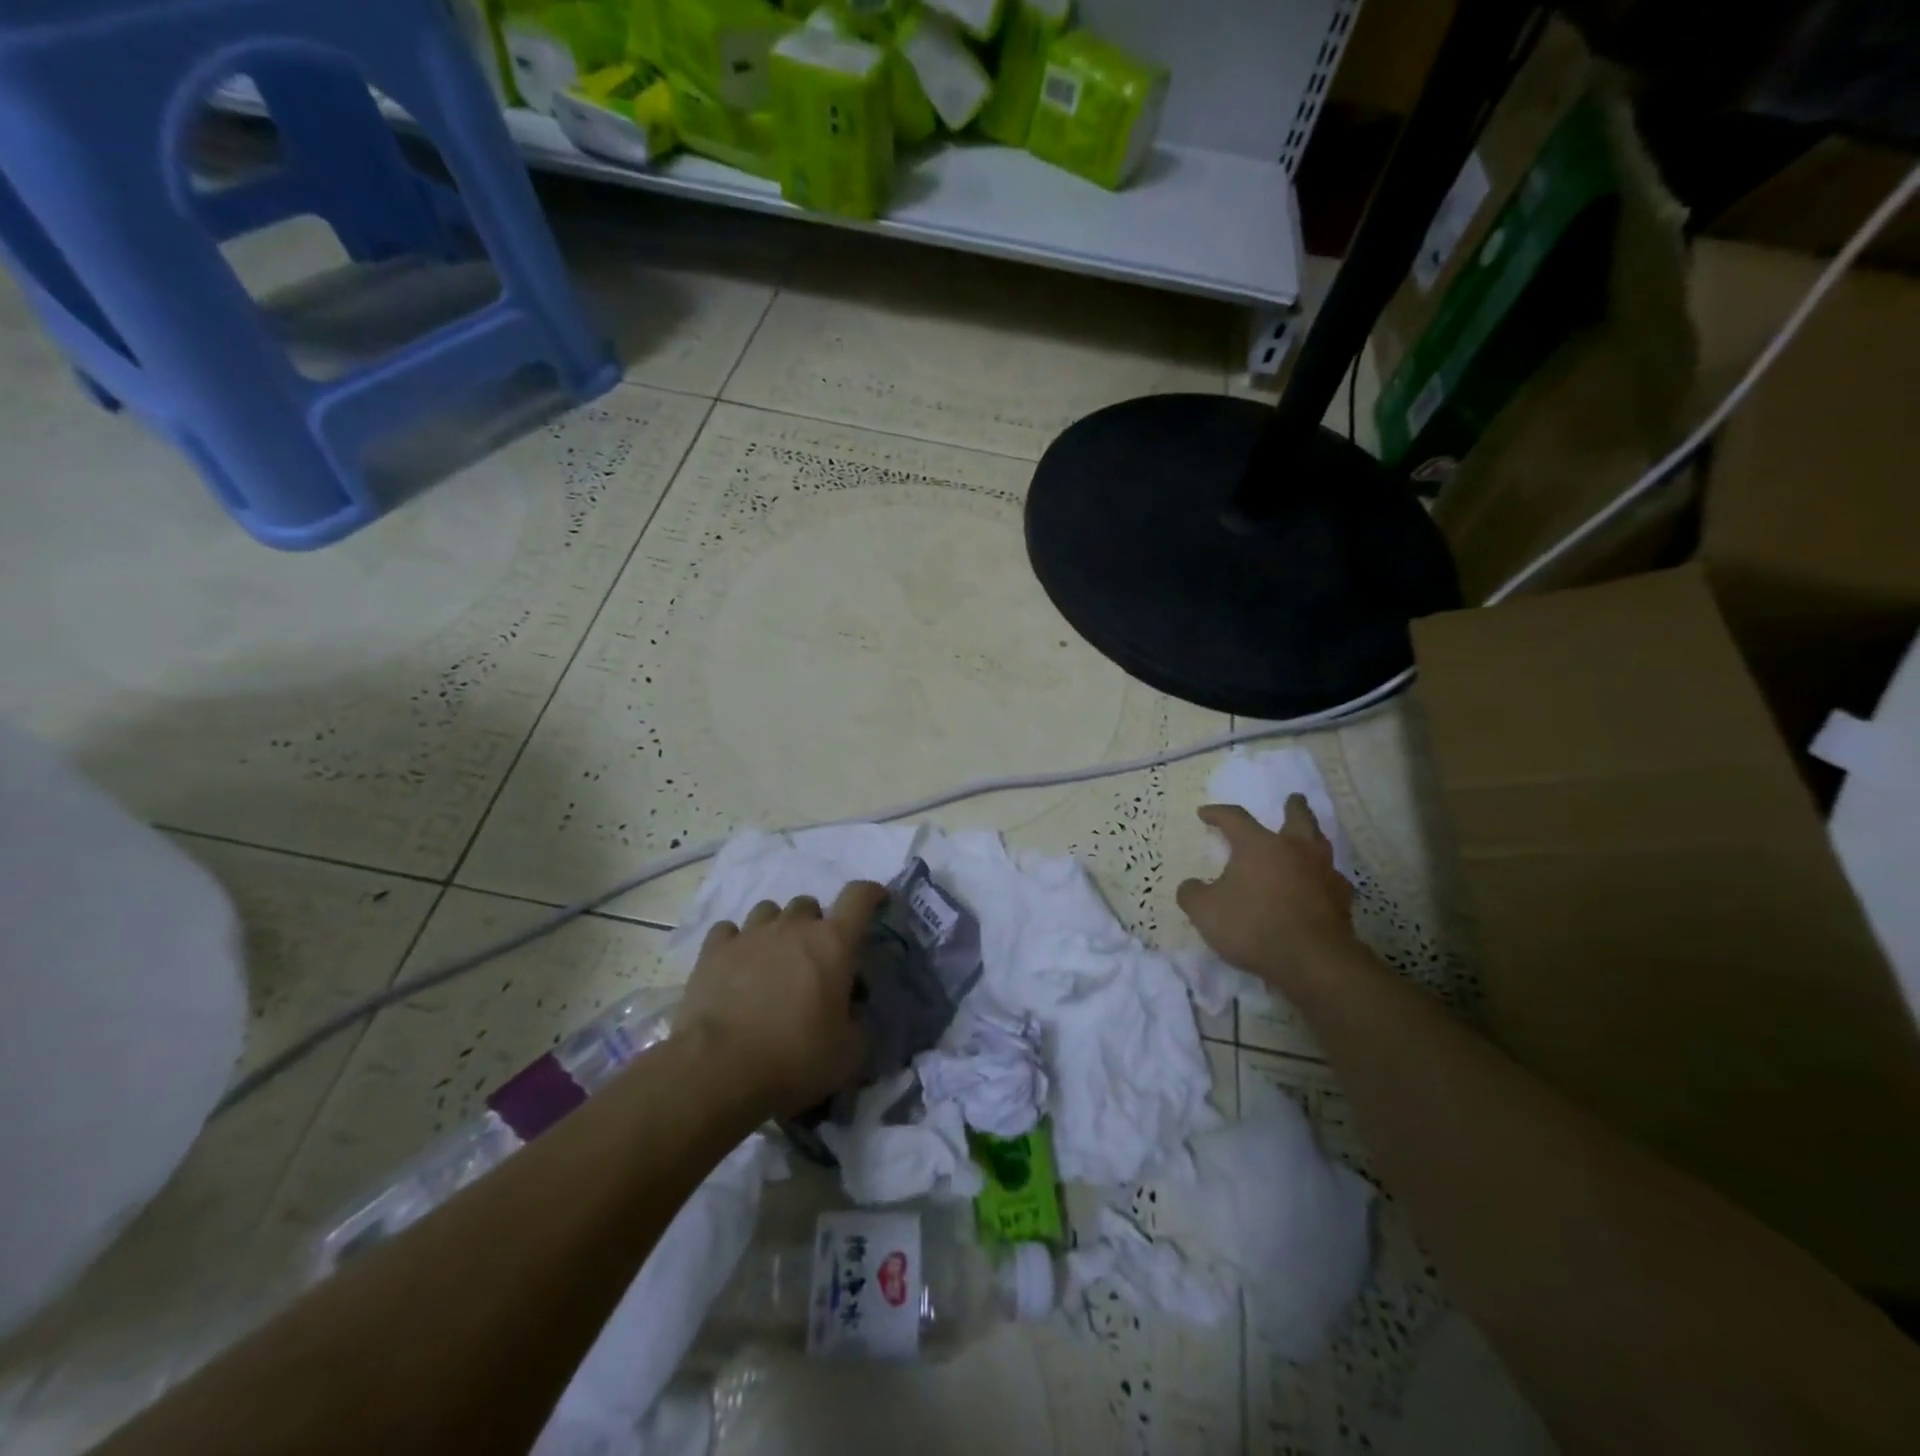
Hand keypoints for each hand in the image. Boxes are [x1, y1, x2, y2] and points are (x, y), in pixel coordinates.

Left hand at [678, 881, 884, 1118]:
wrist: (719, 1070)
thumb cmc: (795, 1058)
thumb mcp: (849, 1052)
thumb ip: (858, 1021)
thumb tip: (851, 1009)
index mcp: (833, 943)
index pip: (859, 897)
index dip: (871, 894)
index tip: (876, 901)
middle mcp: (792, 927)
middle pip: (809, 904)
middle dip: (815, 924)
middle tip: (814, 959)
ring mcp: (750, 935)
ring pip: (768, 911)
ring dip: (777, 928)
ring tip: (773, 959)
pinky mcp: (713, 951)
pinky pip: (728, 931)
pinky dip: (737, 943)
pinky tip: (736, 965)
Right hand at [1176, 797, 1356, 992]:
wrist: (1312, 960)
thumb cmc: (1253, 926)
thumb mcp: (1205, 912)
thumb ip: (1193, 894)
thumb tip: (1191, 886)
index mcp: (1259, 845)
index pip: (1235, 818)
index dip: (1217, 813)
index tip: (1204, 814)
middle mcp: (1295, 850)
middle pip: (1298, 818)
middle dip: (1294, 807)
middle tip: (1293, 799)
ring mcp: (1323, 874)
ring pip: (1321, 845)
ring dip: (1313, 839)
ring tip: (1309, 842)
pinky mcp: (1341, 901)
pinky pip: (1333, 880)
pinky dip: (1324, 878)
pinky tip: (1320, 887)